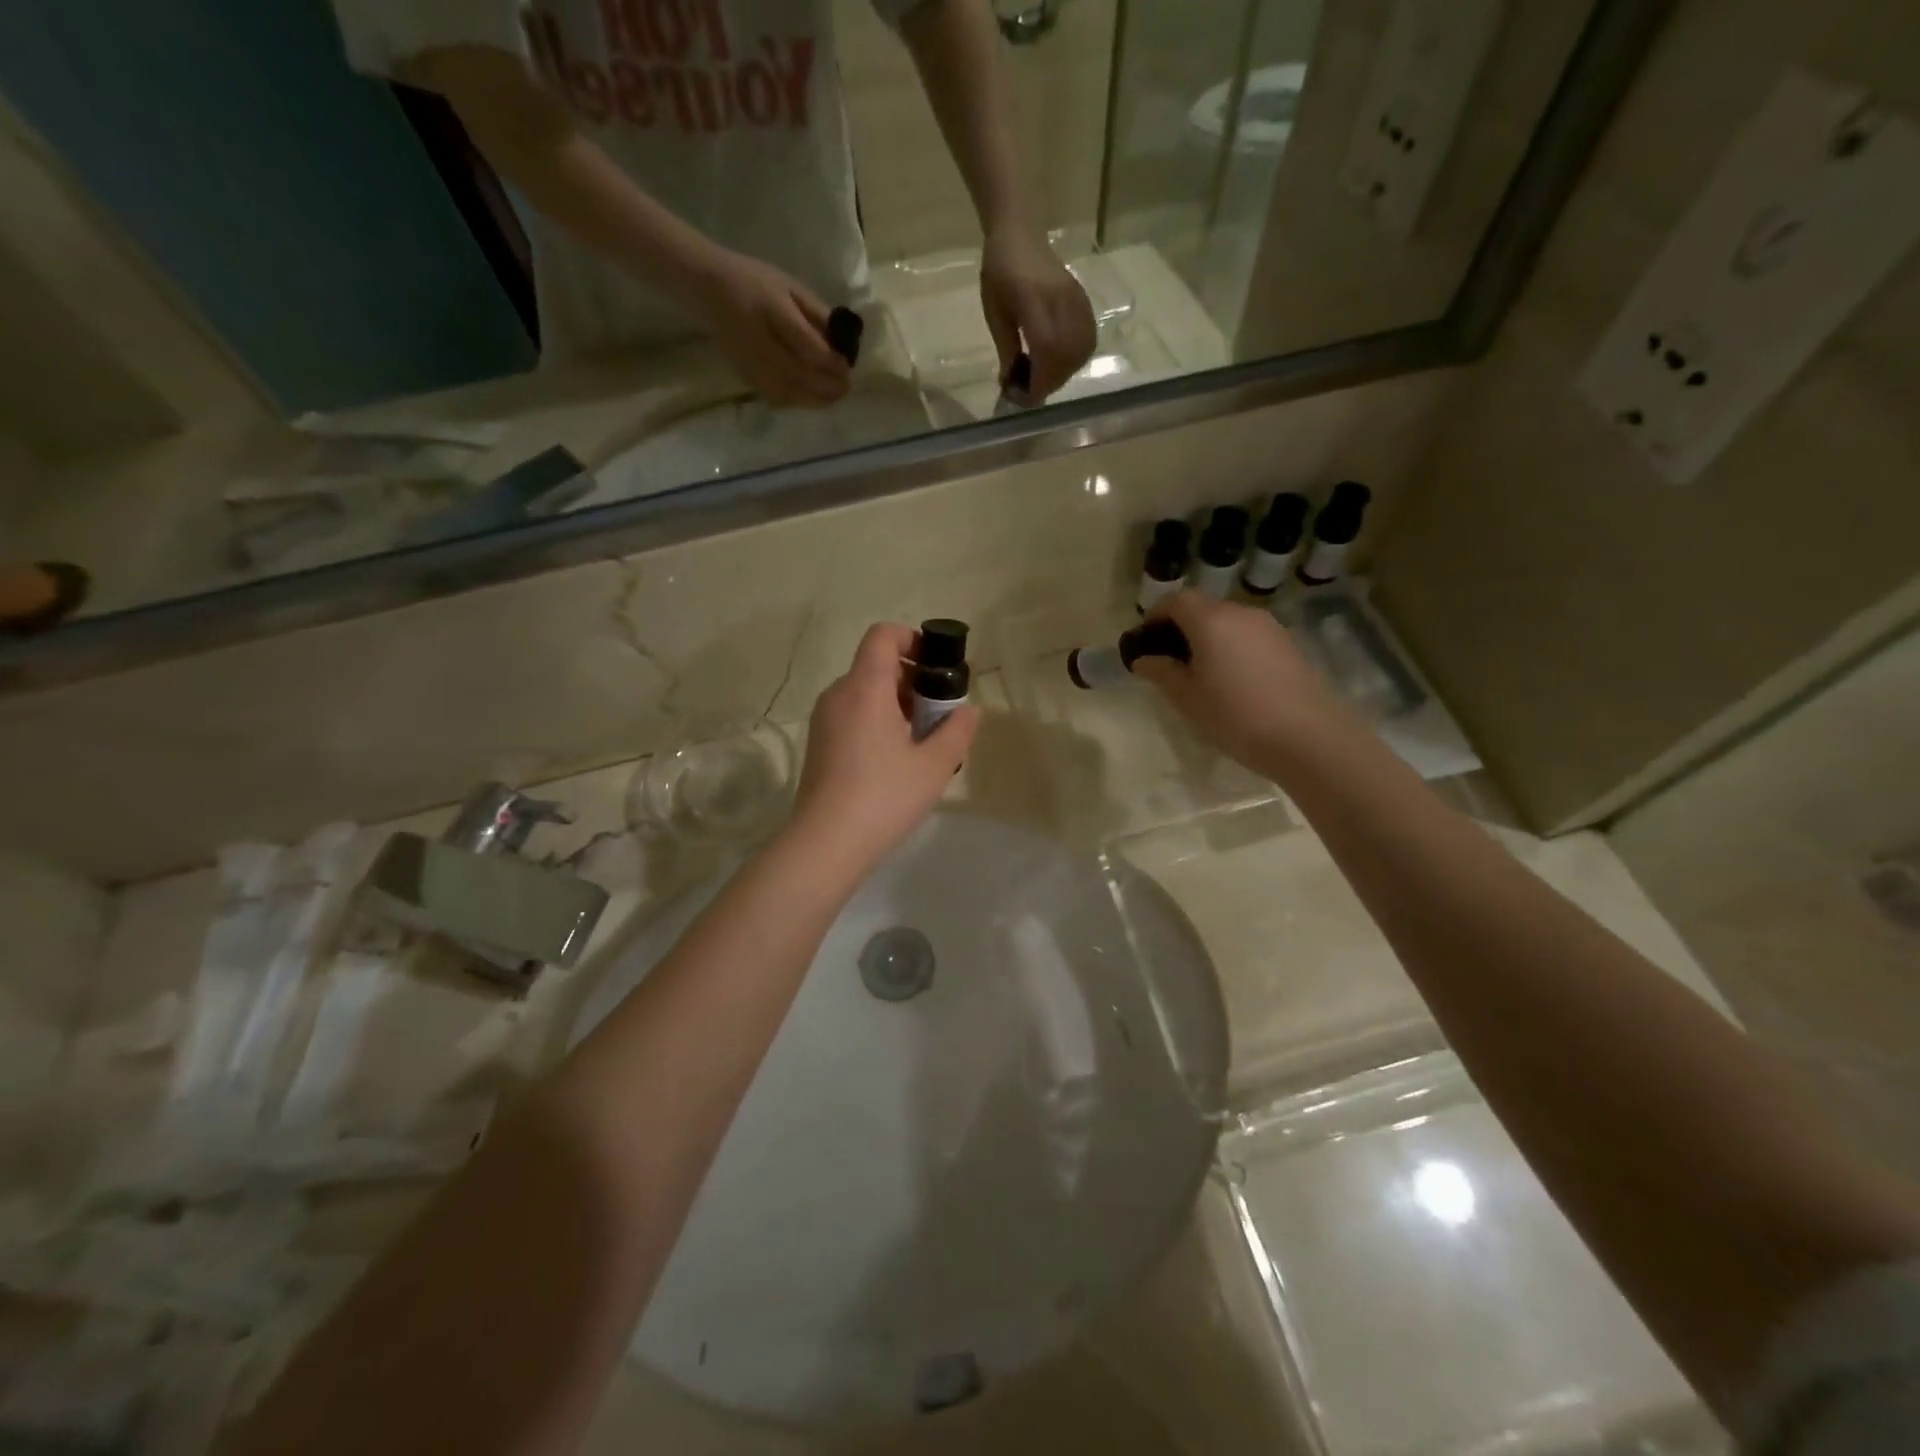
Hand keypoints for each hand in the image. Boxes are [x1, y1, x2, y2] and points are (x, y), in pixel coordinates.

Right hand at [688, 248, 851, 408]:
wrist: (710, 289)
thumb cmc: (756, 282)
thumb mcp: (791, 287)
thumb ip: (817, 314)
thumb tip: (844, 342)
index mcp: (772, 310)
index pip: (806, 345)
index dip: (830, 361)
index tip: (846, 364)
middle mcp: (760, 340)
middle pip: (799, 375)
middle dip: (828, 386)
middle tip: (847, 387)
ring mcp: (751, 363)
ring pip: (789, 393)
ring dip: (816, 399)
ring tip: (835, 396)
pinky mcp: (747, 377)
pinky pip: (777, 398)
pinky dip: (799, 401)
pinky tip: (812, 397)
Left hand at [788, 623, 980, 874]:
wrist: (825, 844)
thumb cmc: (884, 797)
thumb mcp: (934, 766)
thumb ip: (957, 730)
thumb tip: (968, 710)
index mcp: (865, 687)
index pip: (883, 635)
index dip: (912, 639)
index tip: (938, 667)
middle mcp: (838, 694)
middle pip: (876, 665)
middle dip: (912, 679)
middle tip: (940, 713)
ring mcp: (824, 720)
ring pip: (864, 692)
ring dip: (896, 703)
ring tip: (922, 740)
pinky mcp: (819, 744)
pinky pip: (852, 715)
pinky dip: (877, 720)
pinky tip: (896, 759)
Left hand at [980, 228, 1096, 400]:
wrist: (1020, 235)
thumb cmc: (999, 273)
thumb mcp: (994, 313)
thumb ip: (1006, 349)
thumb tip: (1011, 384)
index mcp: (1032, 298)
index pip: (1047, 346)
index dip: (1041, 378)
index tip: (1028, 397)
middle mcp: (1059, 299)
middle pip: (1067, 353)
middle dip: (1052, 380)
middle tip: (1034, 389)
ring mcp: (1076, 299)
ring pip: (1081, 349)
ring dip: (1065, 372)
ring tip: (1045, 376)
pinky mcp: (1084, 301)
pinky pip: (1088, 339)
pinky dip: (1076, 359)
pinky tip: (1061, 362)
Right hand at [1131, 593, 1344, 772]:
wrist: (1307, 737)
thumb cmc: (1235, 716)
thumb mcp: (1187, 698)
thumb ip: (1161, 672)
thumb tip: (1143, 659)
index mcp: (1210, 620)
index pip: (1176, 600)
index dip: (1155, 615)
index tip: (1145, 641)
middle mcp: (1240, 613)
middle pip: (1203, 608)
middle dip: (1181, 628)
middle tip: (1168, 662)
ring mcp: (1269, 627)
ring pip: (1227, 622)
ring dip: (1208, 639)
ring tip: (1199, 675)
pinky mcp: (1287, 645)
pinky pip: (1248, 637)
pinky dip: (1231, 648)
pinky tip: (1231, 682)